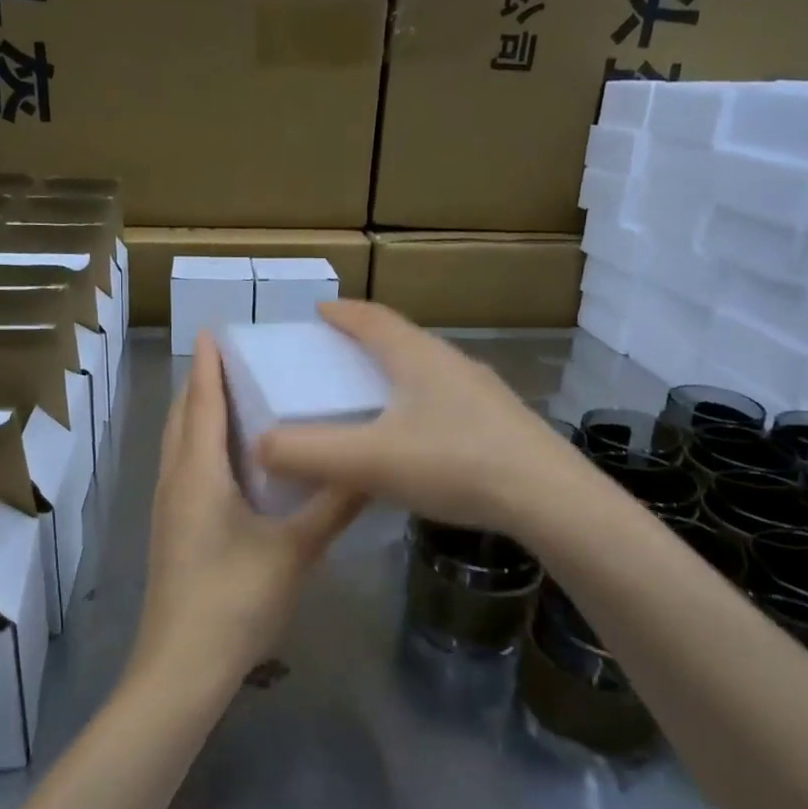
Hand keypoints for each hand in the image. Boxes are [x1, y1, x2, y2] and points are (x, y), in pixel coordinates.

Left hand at [129, 332, 362, 703]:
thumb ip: (334, 506)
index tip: (214, 330)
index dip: (208, 365)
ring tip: (233, 399)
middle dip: (201, 385)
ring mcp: (168, 509)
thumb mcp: (295, 550)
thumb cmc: (236, 600)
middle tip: (234, 360)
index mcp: (198, 474)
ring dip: (197, 416)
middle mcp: (175, 481)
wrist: (183, 666)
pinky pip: (182, 471)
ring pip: (178, 446)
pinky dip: (199, 448)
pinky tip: (229, 462)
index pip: (201, 403)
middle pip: (182, 419)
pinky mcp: (172, 532)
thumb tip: (372, 467)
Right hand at [256, 301, 581, 535]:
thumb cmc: (453, 463)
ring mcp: (482, 392)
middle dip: (366, 343)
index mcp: (417, 357)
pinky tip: (417, 439)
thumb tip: (259, 446)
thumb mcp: (368, 461)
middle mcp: (451, 363)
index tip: (318, 311)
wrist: (548, 497)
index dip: (341, 313)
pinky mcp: (501, 422)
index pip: (372, 319)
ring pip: (428, 371)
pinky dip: (420, 405)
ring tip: (372, 399)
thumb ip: (308, 453)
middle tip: (335, 360)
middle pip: (402, 340)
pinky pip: (448, 400)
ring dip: (396, 375)